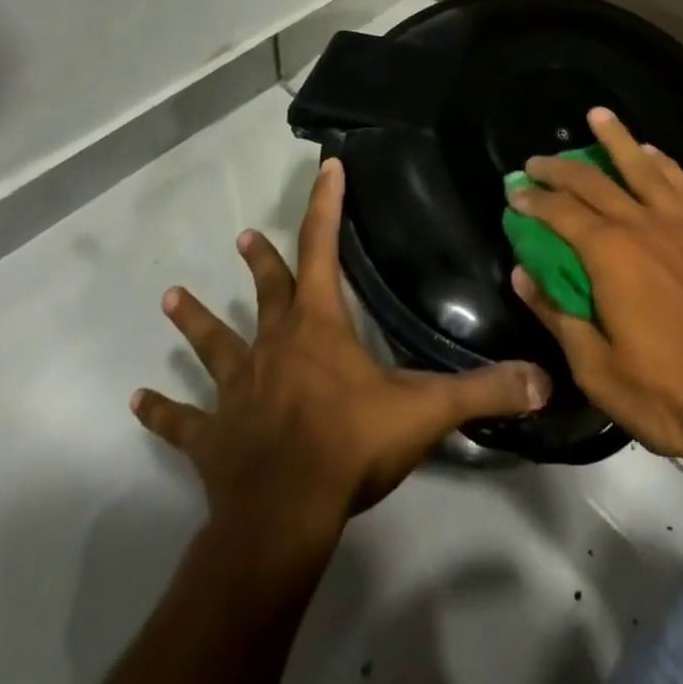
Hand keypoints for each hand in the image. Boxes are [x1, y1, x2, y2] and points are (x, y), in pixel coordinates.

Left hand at [133, 157, 550, 525]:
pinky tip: (138, 400)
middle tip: (244, 235)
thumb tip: (544, 378)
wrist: (281, 516)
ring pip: (214, 345)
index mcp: (318, 326)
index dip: (328, 205)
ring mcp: (236, 390)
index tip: (328, 166)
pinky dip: (164, 411)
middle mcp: (273, 345)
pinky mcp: (212, 437)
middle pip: (268, 291)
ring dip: (197, 322)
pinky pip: (183, 421)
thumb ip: (485, 389)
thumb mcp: (426, 411)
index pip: (324, 248)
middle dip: (262, 261)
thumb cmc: (350, 446)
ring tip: (172, 297)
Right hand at [508, 108, 682, 474]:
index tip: (514, 192)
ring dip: (617, 139)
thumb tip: (523, 275)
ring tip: (597, 116)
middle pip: (595, 181)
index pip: (560, 213)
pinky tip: (653, 153)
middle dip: (560, 168)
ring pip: (644, 166)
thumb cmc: (670, 394)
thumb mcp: (598, 369)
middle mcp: (645, 224)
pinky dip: (664, 163)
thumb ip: (557, 315)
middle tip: (536, 161)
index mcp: (611, 255)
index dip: (533, 200)